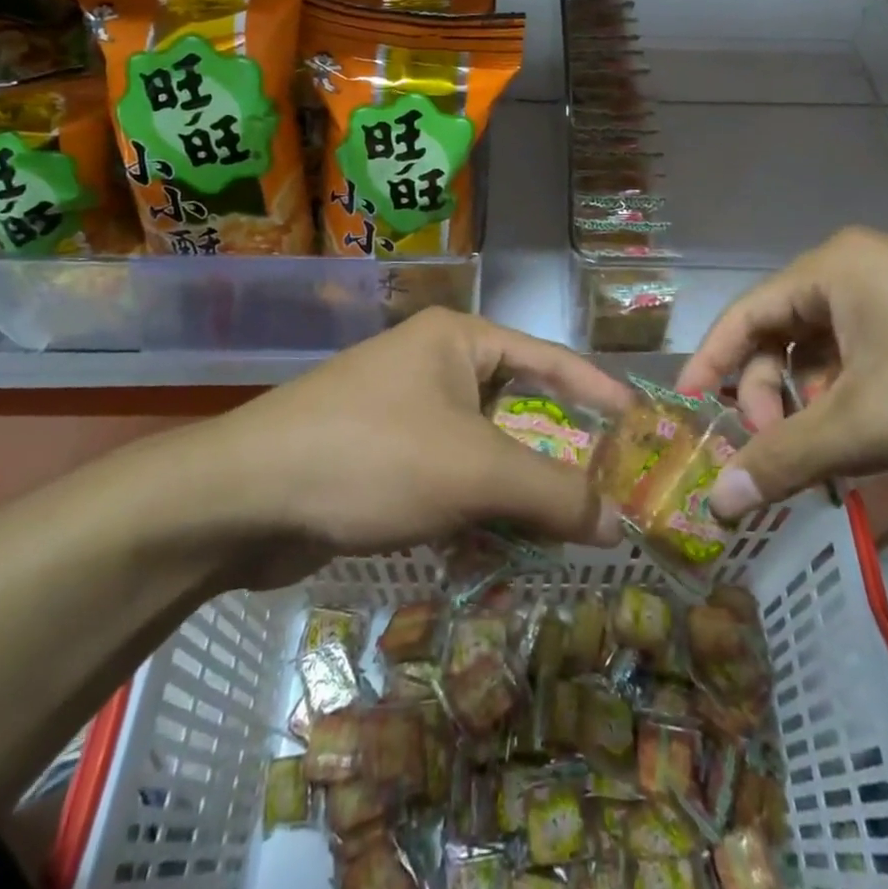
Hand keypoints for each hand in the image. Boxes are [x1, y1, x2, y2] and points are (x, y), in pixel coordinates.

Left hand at [139, 309, 635, 586]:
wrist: (241, 499)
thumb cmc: (372, 458)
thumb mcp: (474, 472)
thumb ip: (553, 495)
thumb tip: (621, 522)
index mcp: (460, 339)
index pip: (552, 360)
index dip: (602, 393)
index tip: (646, 427)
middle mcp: (434, 364)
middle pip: (519, 408)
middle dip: (559, 456)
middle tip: (610, 495)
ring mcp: (403, 410)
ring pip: (483, 449)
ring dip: (517, 491)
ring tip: (562, 533)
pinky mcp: (379, 455)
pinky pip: (447, 475)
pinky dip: (474, 508)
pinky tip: (495, 549)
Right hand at [675, 229, 887, 518]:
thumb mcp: (870, 425)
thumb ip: (786, 458)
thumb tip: (717, 501)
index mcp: (834, 267)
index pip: (746, 313)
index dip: (710, 361)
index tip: (686, 407)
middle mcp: (859, 268)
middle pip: (785, 334)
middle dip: (772, 394)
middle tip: (778, 450)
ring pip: (827, 351)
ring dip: (816, 404)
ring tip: (832, 456)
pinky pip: (867, 356)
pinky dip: (856, 399)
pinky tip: (874, 440)